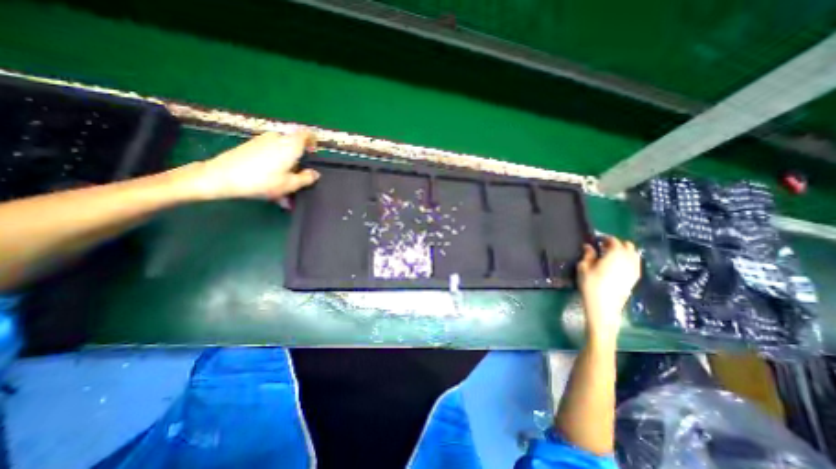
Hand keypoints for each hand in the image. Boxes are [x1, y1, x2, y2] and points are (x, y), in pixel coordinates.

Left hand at [188, 129, 320, 198]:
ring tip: (282, 185)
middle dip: (297, 161)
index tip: (313, 153)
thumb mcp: (290, 184)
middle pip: (293, 145)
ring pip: (280, 152)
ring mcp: (262, 140)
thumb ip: (306, 178)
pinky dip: (273, 165)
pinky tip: (269, 182)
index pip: (306, 134)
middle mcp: (277, 138)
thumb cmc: (262, 181)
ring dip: (285, 166)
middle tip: (296, 178)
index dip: (313, 141)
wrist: (222, 176)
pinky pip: (269, 154)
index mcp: (290, 144)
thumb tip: (314, 174)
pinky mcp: (250, 146)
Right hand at [583, 235, 641, 342]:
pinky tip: (617, 266)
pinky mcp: (635, 279)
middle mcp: (629, 259)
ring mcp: (635, 269)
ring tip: (610, 256)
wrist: (604, 307)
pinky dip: (627, 260)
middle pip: (627, 246)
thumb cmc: (591, 284)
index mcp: (616, 254)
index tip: (596, 241)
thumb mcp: (584, 267)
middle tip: (603, 248)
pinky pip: (634, 264)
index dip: (605, 239)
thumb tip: (588, 246)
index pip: (613, 241)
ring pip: (633, 255)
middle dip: (616, 244)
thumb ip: (588, 255)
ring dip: (624, 252)